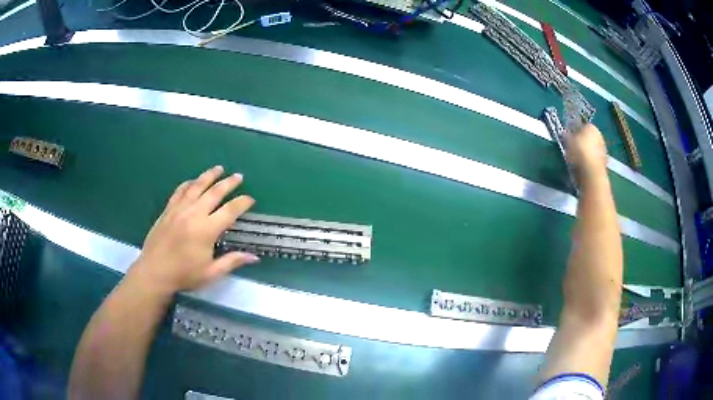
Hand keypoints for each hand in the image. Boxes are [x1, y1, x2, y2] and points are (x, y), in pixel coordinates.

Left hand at [127, 166, 257, 294]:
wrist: (154, 272)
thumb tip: (254, 257)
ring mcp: (179, 209)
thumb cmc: (184, 275)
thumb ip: (232, 261)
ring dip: (209, 176)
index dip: (242, 203)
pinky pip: (180, 191)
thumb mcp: (211, 273)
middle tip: (239, 176)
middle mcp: (194, 214)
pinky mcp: (168, 210)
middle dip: (229, 183)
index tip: (250, 199)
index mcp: (207, 230)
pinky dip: (188, 184)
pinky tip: (193, 181)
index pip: (230, 211)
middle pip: (214, 192)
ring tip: (219, 168)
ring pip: (196, 186)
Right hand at [565, 124, 607, 185]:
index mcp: (591, 126)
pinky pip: (594, 159)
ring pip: (592, 149)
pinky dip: (590, 162)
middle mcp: (600, 135)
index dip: (575, 131)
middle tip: (573, 148)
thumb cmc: (579, 152)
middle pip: (589, 137)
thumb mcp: (568, 142)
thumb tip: (565, 134)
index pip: (582, 126)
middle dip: (582, 142)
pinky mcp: (605, 163)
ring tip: (577, 160)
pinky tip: (583, 167)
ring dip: (586, 153)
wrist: (591, 173)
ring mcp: (604, 150)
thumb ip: (567, 136)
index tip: (569, 137)